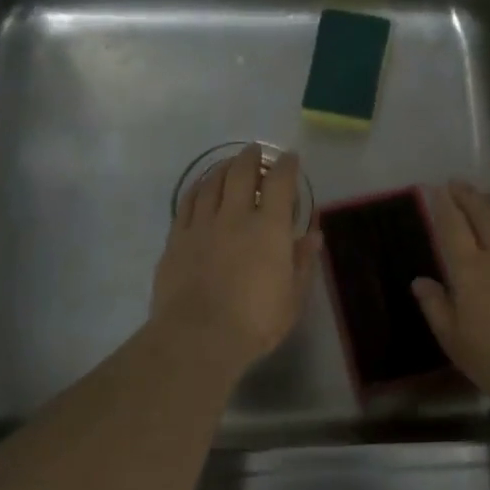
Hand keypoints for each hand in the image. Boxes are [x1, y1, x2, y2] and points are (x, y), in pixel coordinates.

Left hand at [152, 145, 320, 372]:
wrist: (198, 338)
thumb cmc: (255, 323)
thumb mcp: (293, 298)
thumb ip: (303, 262)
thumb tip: (313, 235)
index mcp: (269, 229)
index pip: (280, 183)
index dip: (286, 165)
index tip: (290, 158)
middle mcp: (234, 216)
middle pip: (240, 172)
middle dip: (251, 157)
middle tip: (256, 152)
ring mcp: (201, 225)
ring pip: (211, 182)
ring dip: (223, 167)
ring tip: (229, 164)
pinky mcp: (176, 239)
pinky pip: (187, 202)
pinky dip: (197, 188)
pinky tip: (201, 188)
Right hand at [412, 181, 489, 410]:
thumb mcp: (456, 343)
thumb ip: (436, 308)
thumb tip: (420, 280)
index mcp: (471, 272)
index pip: (452, 228)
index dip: (443, 206)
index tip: (436, 189)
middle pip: (483, 215)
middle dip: (468, 196)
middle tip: (458, 183)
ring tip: (489, 199)